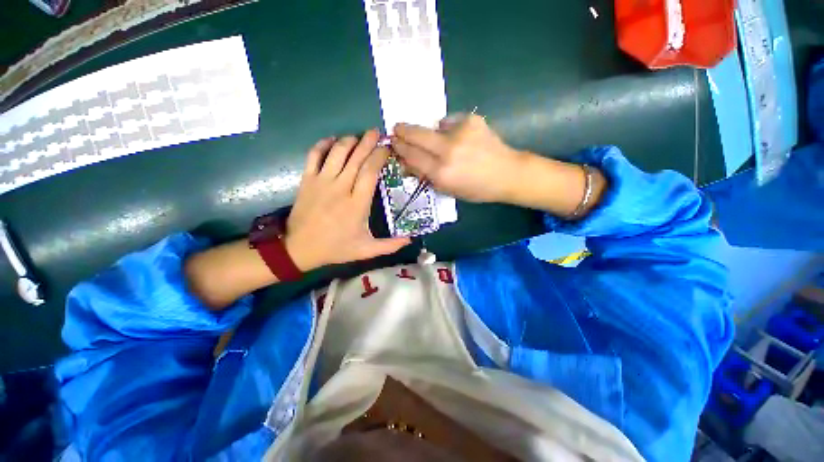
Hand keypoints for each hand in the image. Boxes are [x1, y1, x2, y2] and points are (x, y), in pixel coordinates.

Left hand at [285, 130, 410, 270]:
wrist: (298, 248)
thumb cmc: (335, 248)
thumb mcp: (365, 251)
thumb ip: (389, 245)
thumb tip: (410, 239)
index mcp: (357, 204)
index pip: (370, 172)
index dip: (379, 156)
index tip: (387, 149)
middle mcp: (341, 188)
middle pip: (356, 158)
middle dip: (368, 142)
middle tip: (377, 132)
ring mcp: (322, 181)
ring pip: (337, 152)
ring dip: (349, 140)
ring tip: (358, 137)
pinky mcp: (307, 180)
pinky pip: (314, 155)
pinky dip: (323, 144)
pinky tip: (332, 140)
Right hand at [391, 114, 524, 202]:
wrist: (507, 174)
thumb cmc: (476, 188)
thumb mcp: (447, 189)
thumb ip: (425, 175)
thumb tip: (407, 161)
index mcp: (441, 173)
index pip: (411, 156)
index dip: (399, 148)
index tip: (393, 142)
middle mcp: (448, 151)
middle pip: (416, 135)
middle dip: (402, 131)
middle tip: (396, 129)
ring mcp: (460, 132)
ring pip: (432, 126)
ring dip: (429, 133)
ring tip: (437, 141)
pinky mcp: (471, 120)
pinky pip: (449, 122)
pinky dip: (448, 129)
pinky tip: (457, 138)